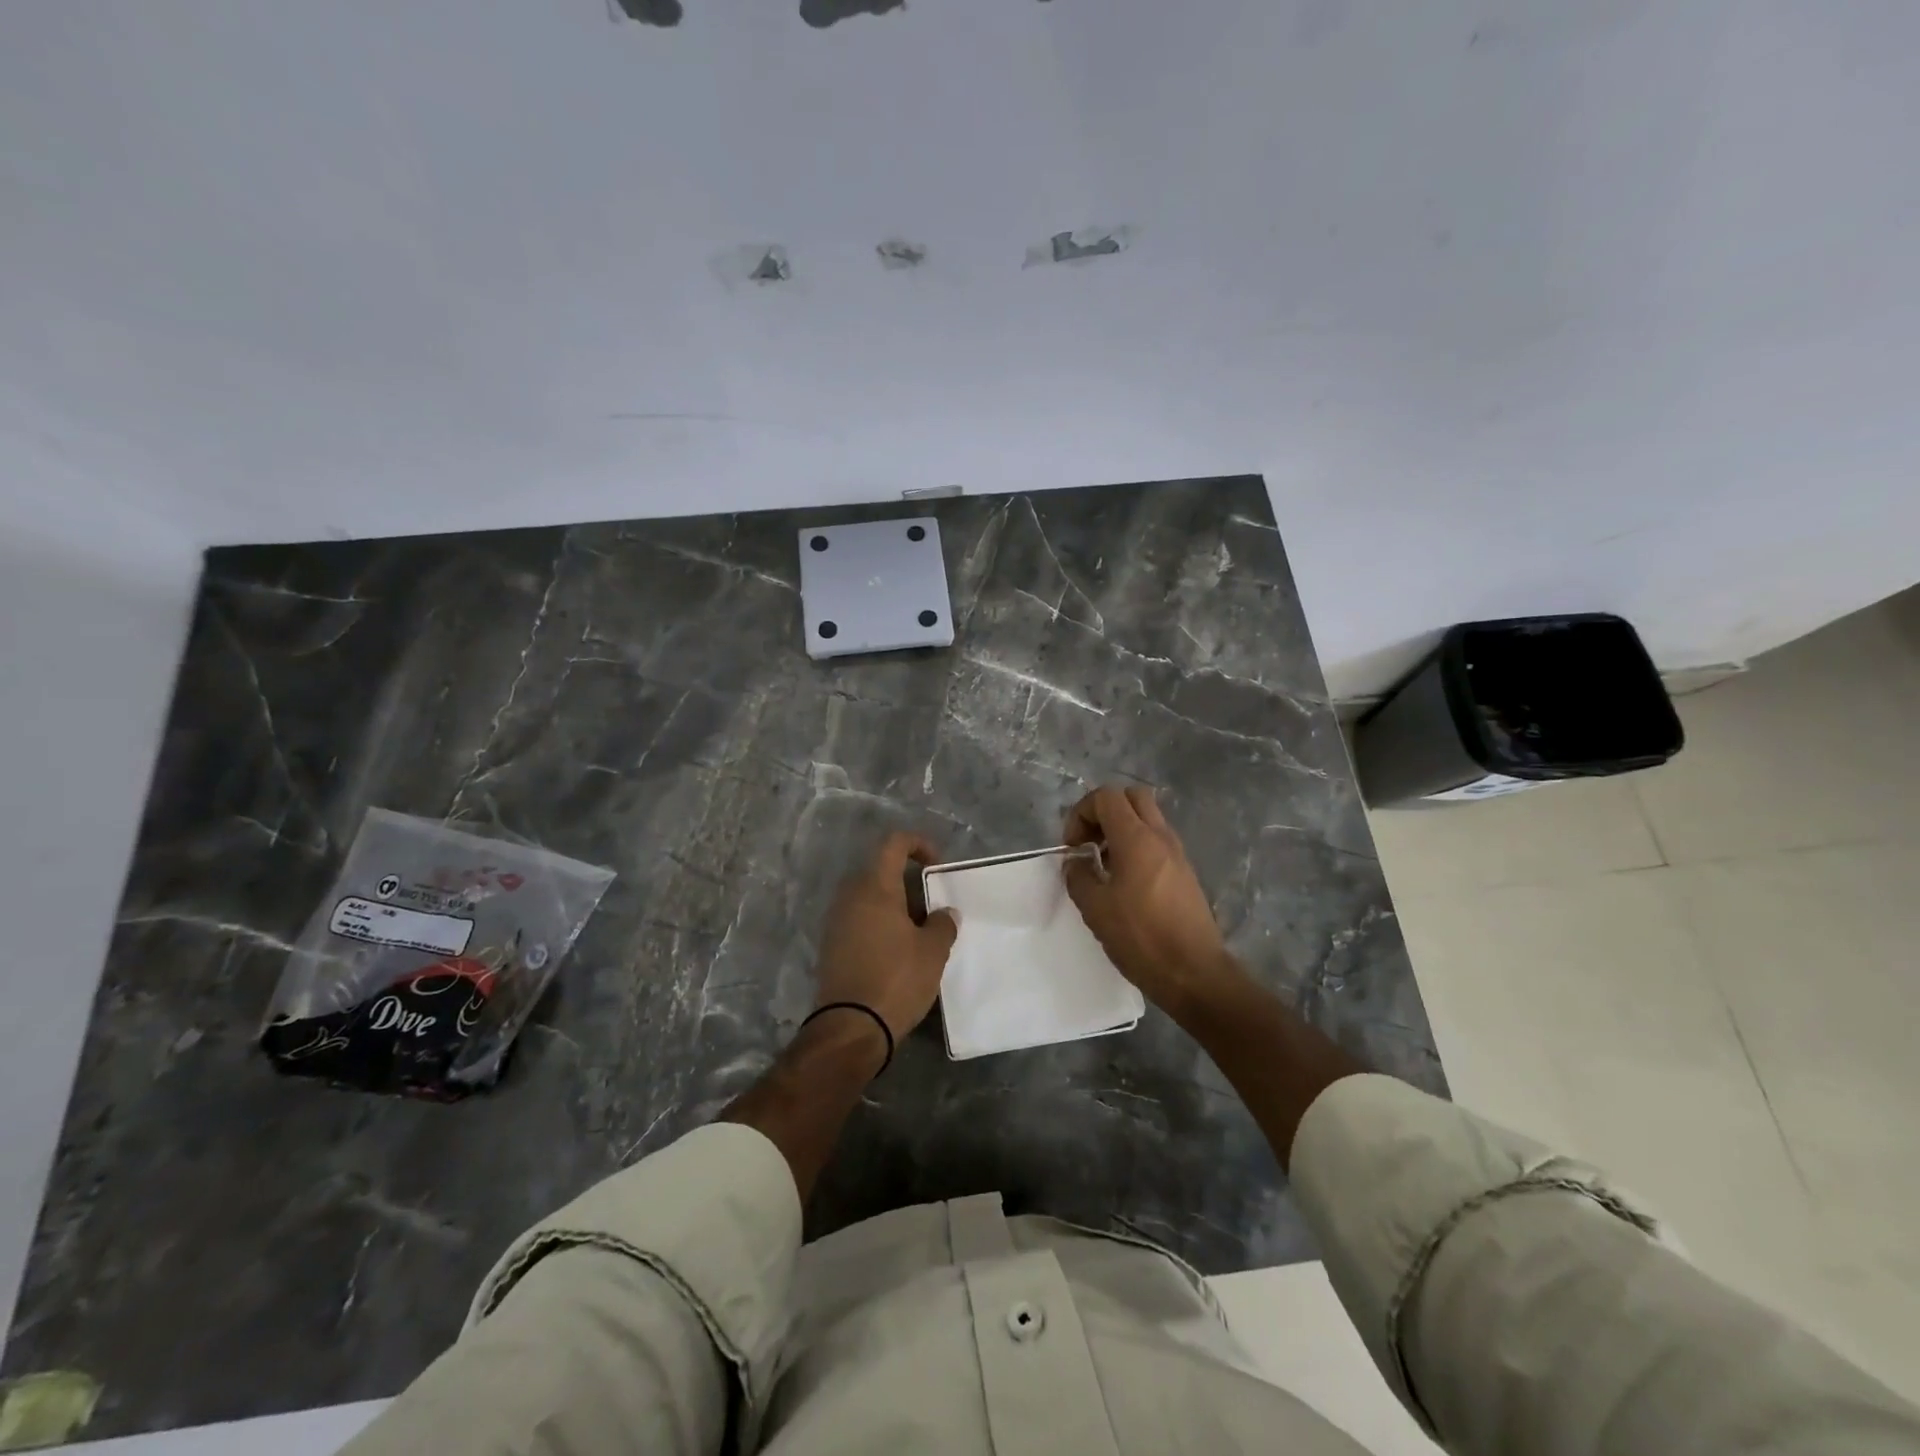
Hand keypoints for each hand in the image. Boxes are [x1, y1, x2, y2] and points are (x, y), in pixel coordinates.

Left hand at [814, 831, 958, 1040]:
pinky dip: (880, 925)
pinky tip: (898, 952)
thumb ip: (943, 923)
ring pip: (870, 898)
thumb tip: (944, 913)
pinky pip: (859, 920)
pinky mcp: (831, 946)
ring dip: (895, 907)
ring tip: (920, 933)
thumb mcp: (933, 951)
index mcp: (875, 887)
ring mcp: (836, 921)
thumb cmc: (896, 979)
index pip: (894, 844)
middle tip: (933, 906)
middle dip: (909, 883)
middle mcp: (850, 896)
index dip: (919, 844)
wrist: (850, 1028)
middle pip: (881, 872)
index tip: (937, 866)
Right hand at [1063, 786, 1238, 1018]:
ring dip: (1121, 828)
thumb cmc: (1141, 938)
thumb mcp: (1095, 909)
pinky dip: (1137, 845)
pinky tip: (1125, 881)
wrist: (1194, 973)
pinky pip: (1157, 840)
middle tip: (1090, 842)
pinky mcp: (1185, 871)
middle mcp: (1160, 836)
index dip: (1082, 813)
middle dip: (1104, 811)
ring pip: (1147, 817)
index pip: (1106, 796)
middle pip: (1131, 796)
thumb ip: (1078, 876)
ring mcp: (1177, 852)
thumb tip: (1076, 862)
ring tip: (1104, 864)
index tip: (1073, 846)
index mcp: (1137, 838)